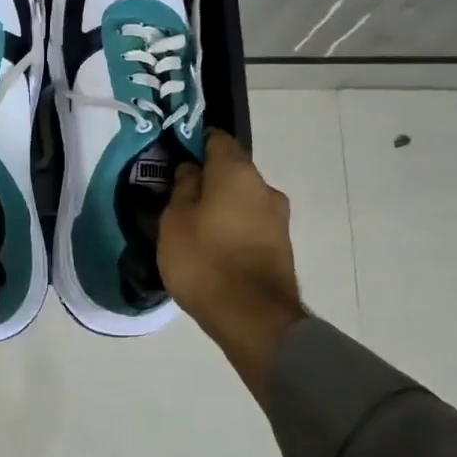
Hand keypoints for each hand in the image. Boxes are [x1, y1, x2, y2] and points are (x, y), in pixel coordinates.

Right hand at [159, 128, 305, 395]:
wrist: (252, 317)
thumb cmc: (204, 260)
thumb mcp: (174, 222)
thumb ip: (182, 190)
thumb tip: (191, 170)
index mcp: (237, 172)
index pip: (217, 139)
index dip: (195, 141)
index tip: (175, 154)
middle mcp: (264, 188)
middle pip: (231, 172)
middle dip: (207, 179)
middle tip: (178, 196)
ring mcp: (278, 219)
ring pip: (242, 200)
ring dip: (221, 206)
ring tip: (193, 226)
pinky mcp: (281, 246)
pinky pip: (250, 225)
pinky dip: (232, 228)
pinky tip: (212, 246)